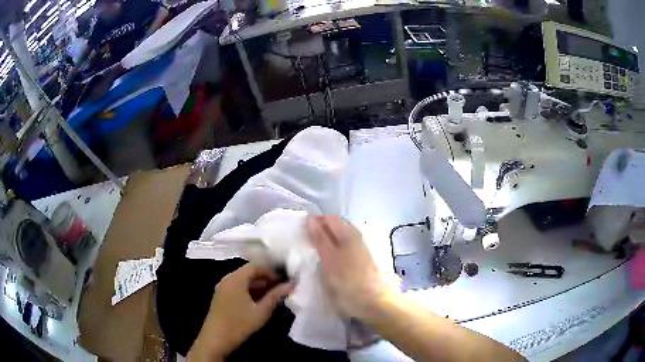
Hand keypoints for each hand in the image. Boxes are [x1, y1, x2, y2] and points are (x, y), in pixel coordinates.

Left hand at [188, 264, 293, 360]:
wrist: (216, 339)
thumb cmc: (240, 324)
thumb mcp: (261, 311)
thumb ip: (276, 296)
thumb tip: (291, 285)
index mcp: (236, 279)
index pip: (256, 266)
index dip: (271, 271)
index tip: (284, 280)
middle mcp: (227, 279)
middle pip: (249, 273)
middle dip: (266, 279)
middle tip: (281, 288)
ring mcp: (222, 288)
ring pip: (243, 281)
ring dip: (258, 286)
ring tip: (273, 296)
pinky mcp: (221, 297)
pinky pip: (237, 288)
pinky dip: (249, 291)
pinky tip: (259, 302)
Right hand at [306, 216, 397, 320]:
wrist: (375, 302)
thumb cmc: (349, 282)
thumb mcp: (330, 260)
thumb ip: (320, 239)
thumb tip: (310, 219)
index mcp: (348, 233)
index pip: (328, 218)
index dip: (314, 221)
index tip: (300, 230)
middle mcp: (356, 237)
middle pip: (336, 225)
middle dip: (321, 229)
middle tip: (305, 239)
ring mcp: (361, 249)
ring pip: (341, 236)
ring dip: (328, 239)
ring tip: (315, 249)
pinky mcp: (363, 260)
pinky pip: (345, 246)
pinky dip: (335, 248)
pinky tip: (329, 258)